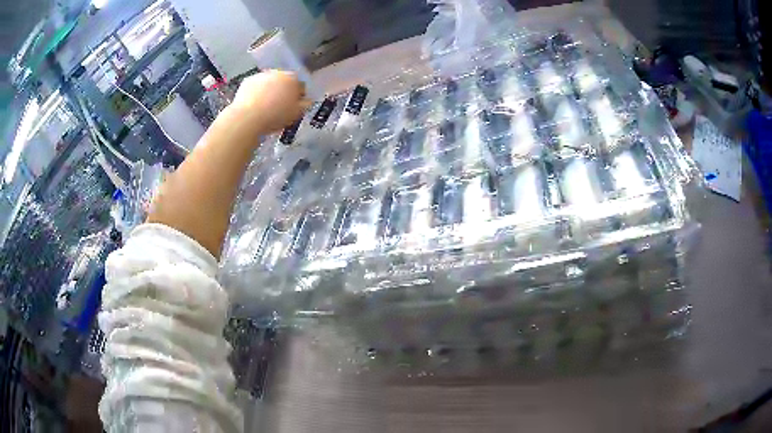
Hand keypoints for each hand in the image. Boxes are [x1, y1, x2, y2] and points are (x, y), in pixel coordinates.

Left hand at [229, 70, 312, 133]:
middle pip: (284, 82)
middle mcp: (278, 73)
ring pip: (269, 83)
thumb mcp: (296, 114)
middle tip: (279, 106)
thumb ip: (304, 105)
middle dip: (283, 91)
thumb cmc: (275, 116)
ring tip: (265, 107)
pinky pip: (255, 87)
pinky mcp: (247, 81)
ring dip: (269, 91)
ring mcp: (261, 75)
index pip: (301, 86)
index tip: (294, 106)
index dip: (299, 96)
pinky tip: (254, 105)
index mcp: (293, 79)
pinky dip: (256, 93)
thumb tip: (307, 100)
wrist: (247, 118)